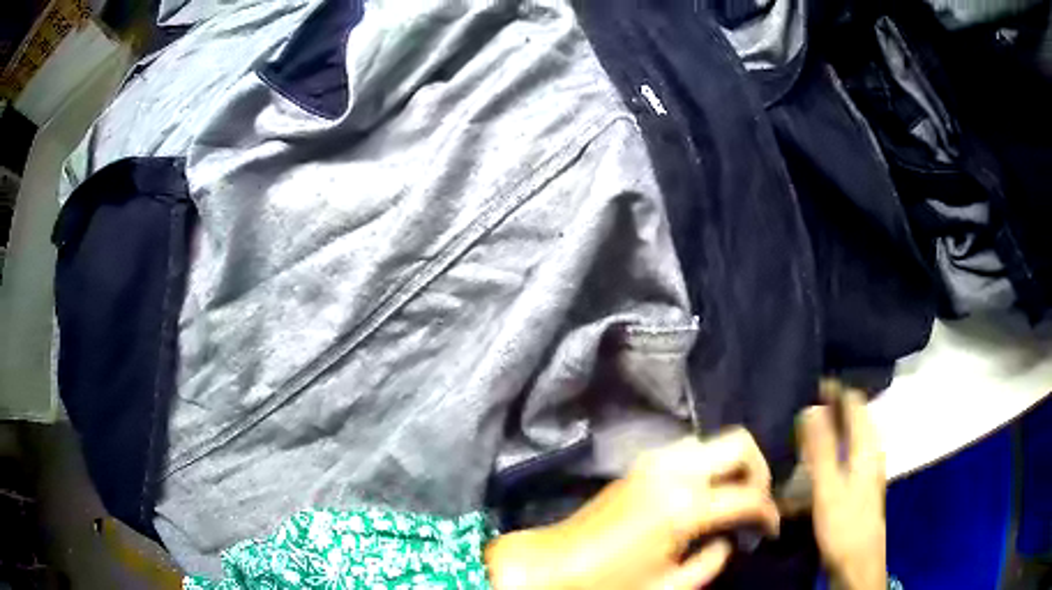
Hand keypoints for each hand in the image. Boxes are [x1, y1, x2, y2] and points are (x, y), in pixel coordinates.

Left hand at [485, 429, 779, 589]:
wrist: (552, 564)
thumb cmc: (608, 583)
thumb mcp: (668, 587)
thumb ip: (711, 562)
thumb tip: (730, 540)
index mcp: (684, 505)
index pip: (749, 496)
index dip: (769, 513)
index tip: (773, 529)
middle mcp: (674, 470)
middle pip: (740, 443)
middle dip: (759, 470)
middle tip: (758, 503)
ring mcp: (655, 460)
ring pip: (715, 441)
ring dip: (733, 464)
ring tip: (733, 499)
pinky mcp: (641, 462)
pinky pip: (690, 450)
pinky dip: (709, 464)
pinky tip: (705, 494)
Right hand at [798, 382, 886, 589]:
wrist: (858, 562)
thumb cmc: (844, 524)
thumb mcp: (828, 487)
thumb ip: (821, 448)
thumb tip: (811, 407)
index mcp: (867, 445)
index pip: (854, 401)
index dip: (834, 389)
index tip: (807, 381)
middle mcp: (870, 450)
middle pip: (853, 416)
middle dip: (830, 405)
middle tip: (799, 401)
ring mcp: (866, 467)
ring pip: (848, 435)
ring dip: (828, 426)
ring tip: (801, 426)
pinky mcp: (859, 483)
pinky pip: (844, 453)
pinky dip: (829, 447)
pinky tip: (812, 459)